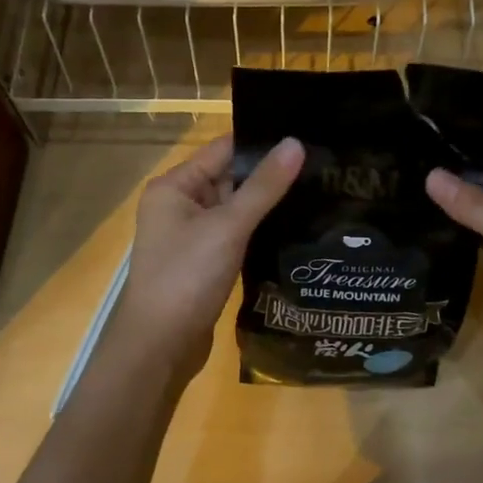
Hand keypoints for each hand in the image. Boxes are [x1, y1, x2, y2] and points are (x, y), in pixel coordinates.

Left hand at [110, 135, 304, 391]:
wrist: (160, 346)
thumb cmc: (187, 277)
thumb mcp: (228, 226)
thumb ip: (264, 186)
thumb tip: (296, 143)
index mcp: (174, 186)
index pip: (223, 149)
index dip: (262, 143)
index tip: (305, 136)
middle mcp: (179, 205)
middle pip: (230, 177)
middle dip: (270, 174)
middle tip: (322, 164)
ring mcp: (192, 235)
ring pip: (236, 208)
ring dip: (268, 204)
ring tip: (318, 190)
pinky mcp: (205, 262)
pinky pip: (236, 234)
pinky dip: (259, 230)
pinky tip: (295, 226)